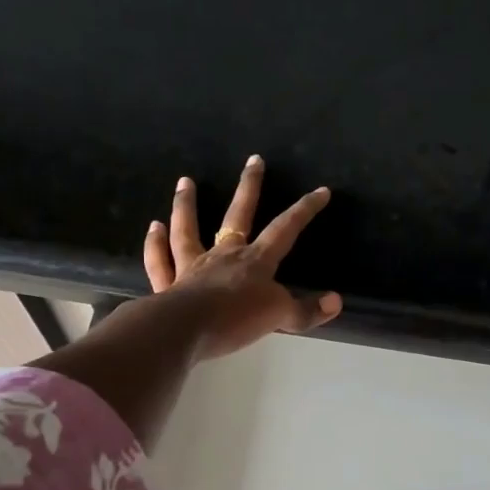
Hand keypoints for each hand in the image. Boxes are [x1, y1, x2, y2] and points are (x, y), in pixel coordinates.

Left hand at [144, 156, 341, 359]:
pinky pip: (160, 259)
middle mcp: (223, 255)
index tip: (320, 191)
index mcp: (255, 261)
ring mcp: (192, 266)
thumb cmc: (236, 319)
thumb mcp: (279, 317)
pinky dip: (155, 244)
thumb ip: (305, 310)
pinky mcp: (168, 284)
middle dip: (249, 187)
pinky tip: (153, 227)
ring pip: (188, 229)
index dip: (305, 210)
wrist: (186, 330)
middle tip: (253, 159)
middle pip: (238, 215)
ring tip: (185, 182)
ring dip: (186, 205)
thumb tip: (335, 301)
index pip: (285, 229)